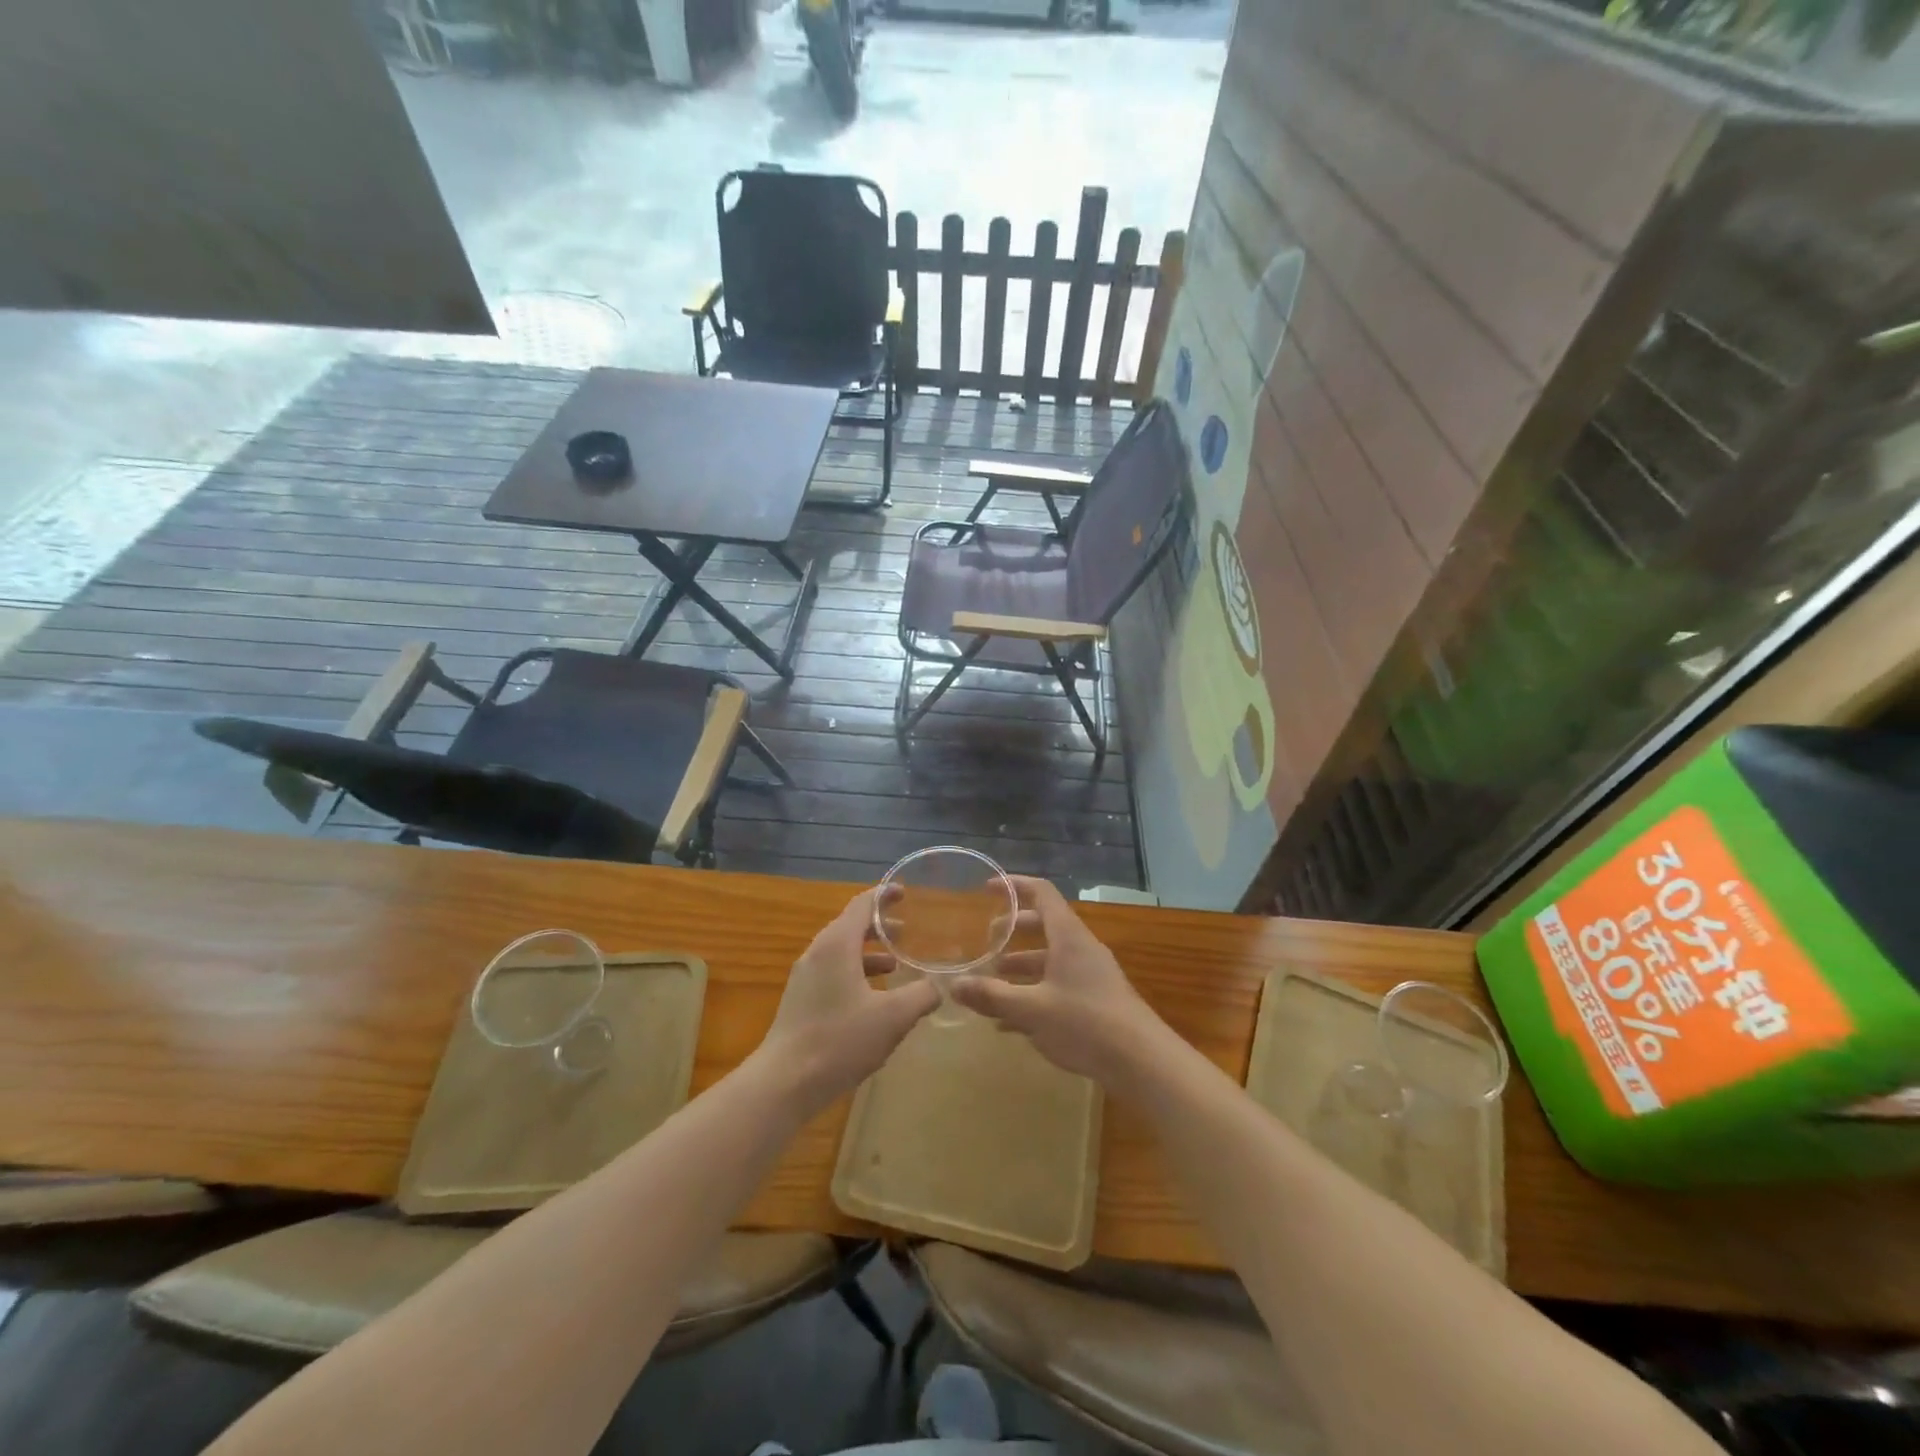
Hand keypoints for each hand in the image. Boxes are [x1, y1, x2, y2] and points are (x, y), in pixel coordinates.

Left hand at [756, 888, 938, 1109]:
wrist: (784, 1082)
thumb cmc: (840, 1040)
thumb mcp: (893, 1017)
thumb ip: (921, 995)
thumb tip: (938, 987)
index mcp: (837, 945)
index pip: (862, 905)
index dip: (884, 895)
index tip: (904, 892)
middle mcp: (818, 953)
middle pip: (851, 927)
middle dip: (880, 927)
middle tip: (908, 931)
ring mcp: (805, 978)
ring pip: (842, 953)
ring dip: (870, 954)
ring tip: (896, 965)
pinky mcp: (801, 1001)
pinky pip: (834, 973)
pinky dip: (857, 974)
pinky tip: (874, 999)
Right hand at [951, 876, 1170, 1089]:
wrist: (1142, 1062)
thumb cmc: (1086, 1023)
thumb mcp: (1032, 1010)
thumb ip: (992, 996)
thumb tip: (953, 985)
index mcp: (1068, 936)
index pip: (1042, 893)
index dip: (1014, 886)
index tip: (988, 888)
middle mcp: (1080, 948)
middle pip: (1044, 926)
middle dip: (1013, 931)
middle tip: (986, 941)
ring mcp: (1091, 975)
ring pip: (1050, 960)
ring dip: (1021, 967)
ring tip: (992, 984)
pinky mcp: (1096, 1001)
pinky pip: (1058, 986)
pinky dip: (1034, 994)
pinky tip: (1011, 1023)